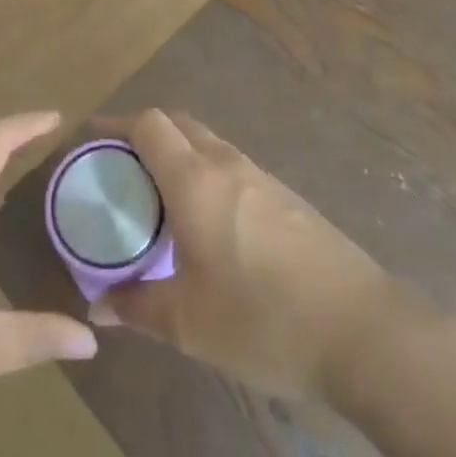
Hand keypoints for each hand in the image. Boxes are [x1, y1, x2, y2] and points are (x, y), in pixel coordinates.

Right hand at [89, 109, 407, 400]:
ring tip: (158, 198)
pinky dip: (207, 175)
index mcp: (195, 180)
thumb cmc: (264, 320)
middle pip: (179, 124)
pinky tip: (207, 223)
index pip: (149, 124)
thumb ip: (136, 307)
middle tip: (120, 169)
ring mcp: (263, 178)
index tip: (91, 140)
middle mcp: (228, 164)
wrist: (364, 332)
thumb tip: (98, 306)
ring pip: (209, 144)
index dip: (116, 124)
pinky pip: (233, 168)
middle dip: (145, 134)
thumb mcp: (188, 323)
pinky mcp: (288, 198)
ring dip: (179, 155)